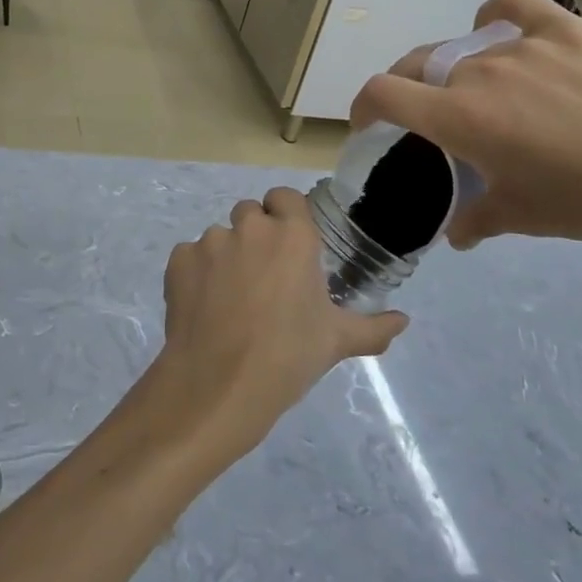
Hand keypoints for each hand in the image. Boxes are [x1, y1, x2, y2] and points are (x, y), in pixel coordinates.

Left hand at [152, 188, 407, 461]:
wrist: (220, 383)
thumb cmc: (288, 356)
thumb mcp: (337, 342)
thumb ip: (374, 328)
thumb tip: (403, 321)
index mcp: (293, 236)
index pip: (286, 197)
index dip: (286, 215)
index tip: (289, 244)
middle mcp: (250, 228)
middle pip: (250, 213)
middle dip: (256, 235)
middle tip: (263, 277)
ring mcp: (209, 242)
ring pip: (219, 237)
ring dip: (226, 256)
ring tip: (231, 299)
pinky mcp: (178, 260)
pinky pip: (190, 256)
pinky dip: (196, 273)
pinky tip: (204, 306)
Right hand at [350, 0, 581, 247]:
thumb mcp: (520, 217)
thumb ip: (475, 220)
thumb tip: (455, 234)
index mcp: (455, 117)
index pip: (382, 93)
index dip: (362, 106)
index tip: (368, 124)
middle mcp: (476, 72)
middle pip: (418, 66)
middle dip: (408, 89)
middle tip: (428, 117)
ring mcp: (520, 46)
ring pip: (466, 50)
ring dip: (459, 72)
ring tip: (485, 94)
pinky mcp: (562, 31)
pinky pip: (513, 7)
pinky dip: (496, 16)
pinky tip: (499, 29)